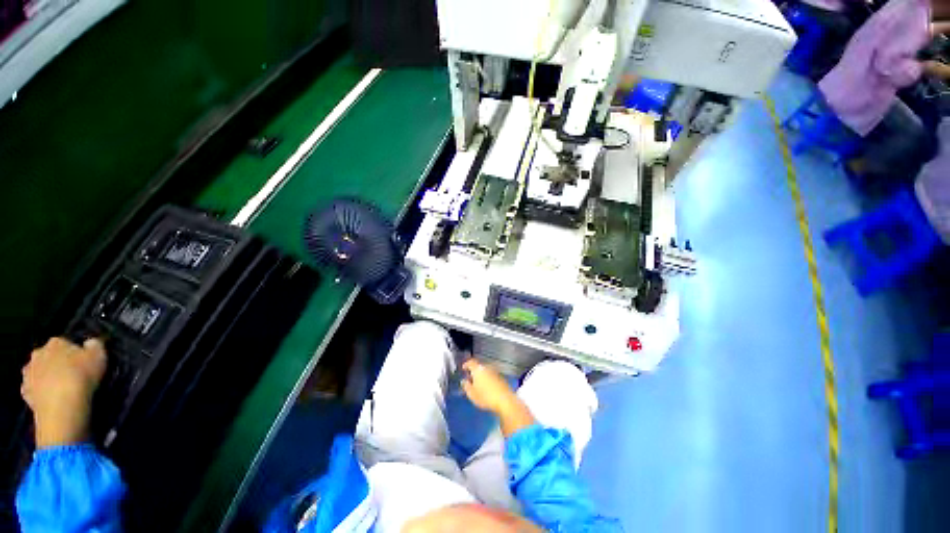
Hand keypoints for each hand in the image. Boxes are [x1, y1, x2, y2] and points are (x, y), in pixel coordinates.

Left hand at [21, 337, 106, 447]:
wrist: (61, 405)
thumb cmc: (81, 376)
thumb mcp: (99, 355)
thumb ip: (95, 345)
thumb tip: (90, 343)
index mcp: (56, 343)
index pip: (65, 343)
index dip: (74, 352)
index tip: (83, 362)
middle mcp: (38, 354)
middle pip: (48, 357)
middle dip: (55, 364)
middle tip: (70, 375)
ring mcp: (28, 374)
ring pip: (38, 373)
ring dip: (46, 378)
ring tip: (61, 389)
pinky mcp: (25, 392)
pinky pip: (33, 390)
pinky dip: (40, 393)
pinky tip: (50, 399)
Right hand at [461, 359, 535, 436]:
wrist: (505, 400)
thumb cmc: (485, 397)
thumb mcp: (472, 394)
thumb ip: (466, 386)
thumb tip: (464, 381)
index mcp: (478, 369)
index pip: (470, 362)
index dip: (466, 365)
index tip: (463, 369)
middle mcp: (487, 367)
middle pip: (478, 366)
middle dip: (474, 371)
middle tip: (470, 378)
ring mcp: (495, 372)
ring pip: (485, 371)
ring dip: (481, 375)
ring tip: (478, 384)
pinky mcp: (501, 377)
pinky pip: (491, 375)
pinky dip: (487, 379)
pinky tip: (486, 387)